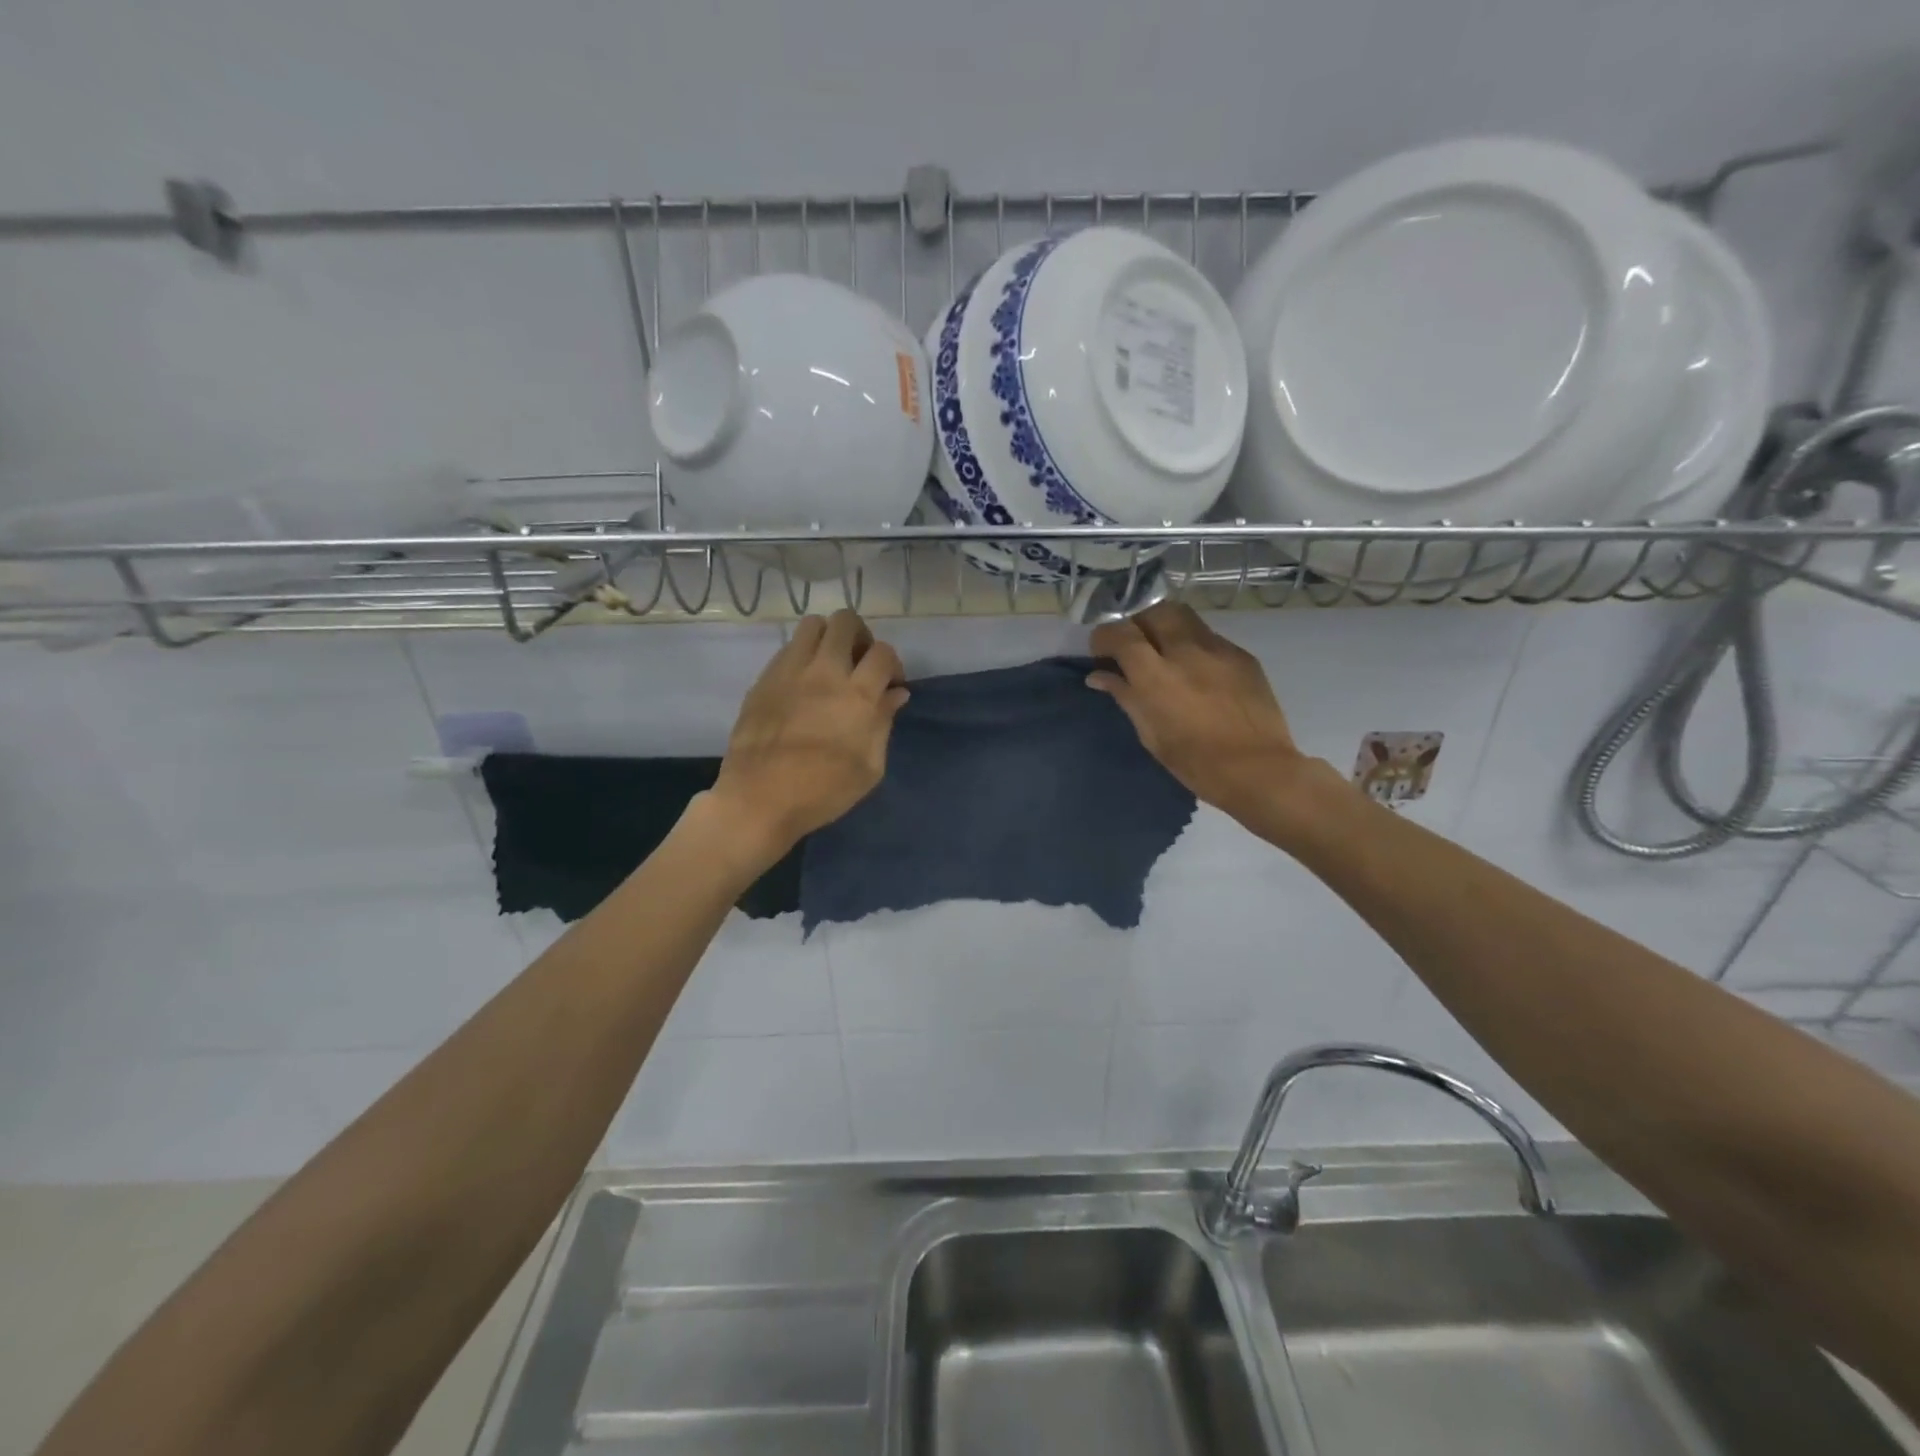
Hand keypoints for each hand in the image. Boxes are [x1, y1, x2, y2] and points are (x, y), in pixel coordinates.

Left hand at [711, 610, 908, 857]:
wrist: (759, 799)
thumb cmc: (823, 791)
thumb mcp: (870, 767)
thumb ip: (884, 723)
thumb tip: (895, 694)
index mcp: (857, 695)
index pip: (883, 652)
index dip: (893, 664)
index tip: (889, 686)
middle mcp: (825, 671)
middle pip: (846, 621)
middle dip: (861, 637)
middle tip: (859, 664)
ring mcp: (790, 671)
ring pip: (813, 624)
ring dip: (828, 638)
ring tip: (829, 665)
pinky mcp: (764, 679)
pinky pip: (788, 648)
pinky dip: (802, 656)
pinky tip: (802, 684)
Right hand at [1089, 602, 1331, 830]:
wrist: (1258, 770)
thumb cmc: (1195, 763)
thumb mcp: (1150, 734)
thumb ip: (1125, 696)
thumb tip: (1099, 676)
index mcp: (1156, 676)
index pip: (1120, 633)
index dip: (1104, 637)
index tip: (1100, 652)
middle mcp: (1186, 651)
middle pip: (1154, 611)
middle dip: (1137, 622)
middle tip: (1133, 645)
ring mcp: (1218, 649)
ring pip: (1184, 617)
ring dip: (1165, 627)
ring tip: (1163, 651)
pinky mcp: (1242, 655)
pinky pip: (1209, 637)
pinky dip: (1193, 645)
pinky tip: (1197, 670)